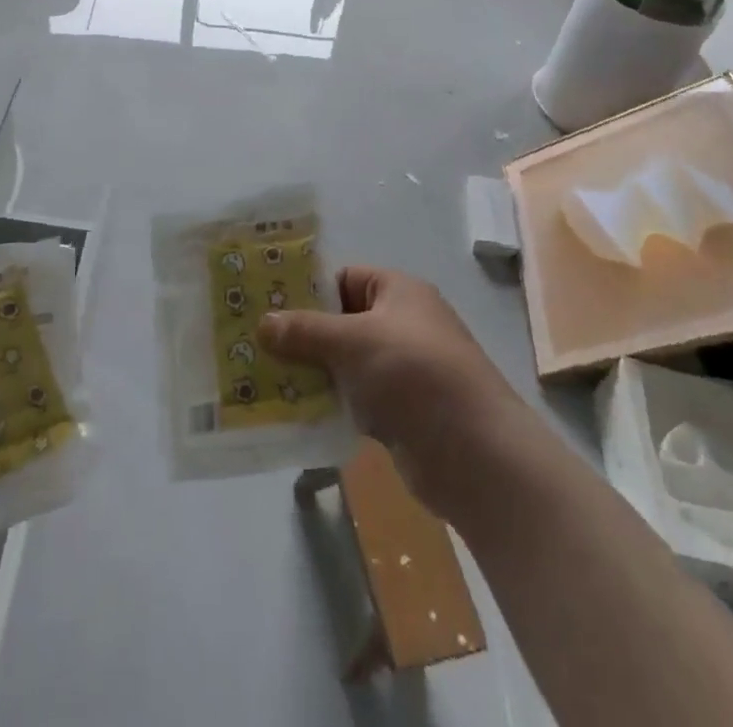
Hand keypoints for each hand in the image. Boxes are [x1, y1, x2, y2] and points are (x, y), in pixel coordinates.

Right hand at [258, 267, 530, 516]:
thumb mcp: (352, 341)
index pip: (343, 279)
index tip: (265, 305)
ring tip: (264, 380)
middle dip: (302, 335)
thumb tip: (263, 324)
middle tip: (256, 345)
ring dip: (312, 373)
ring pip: (345, 363)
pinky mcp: (402, 412)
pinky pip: (355, 399)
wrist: (476, 454)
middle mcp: (402, 324)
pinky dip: (330, 404)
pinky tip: (295, 414)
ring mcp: (403, 370)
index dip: (306, 290)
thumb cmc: (414, 374)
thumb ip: (306, 331)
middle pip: (341, 322)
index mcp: (398, 292)